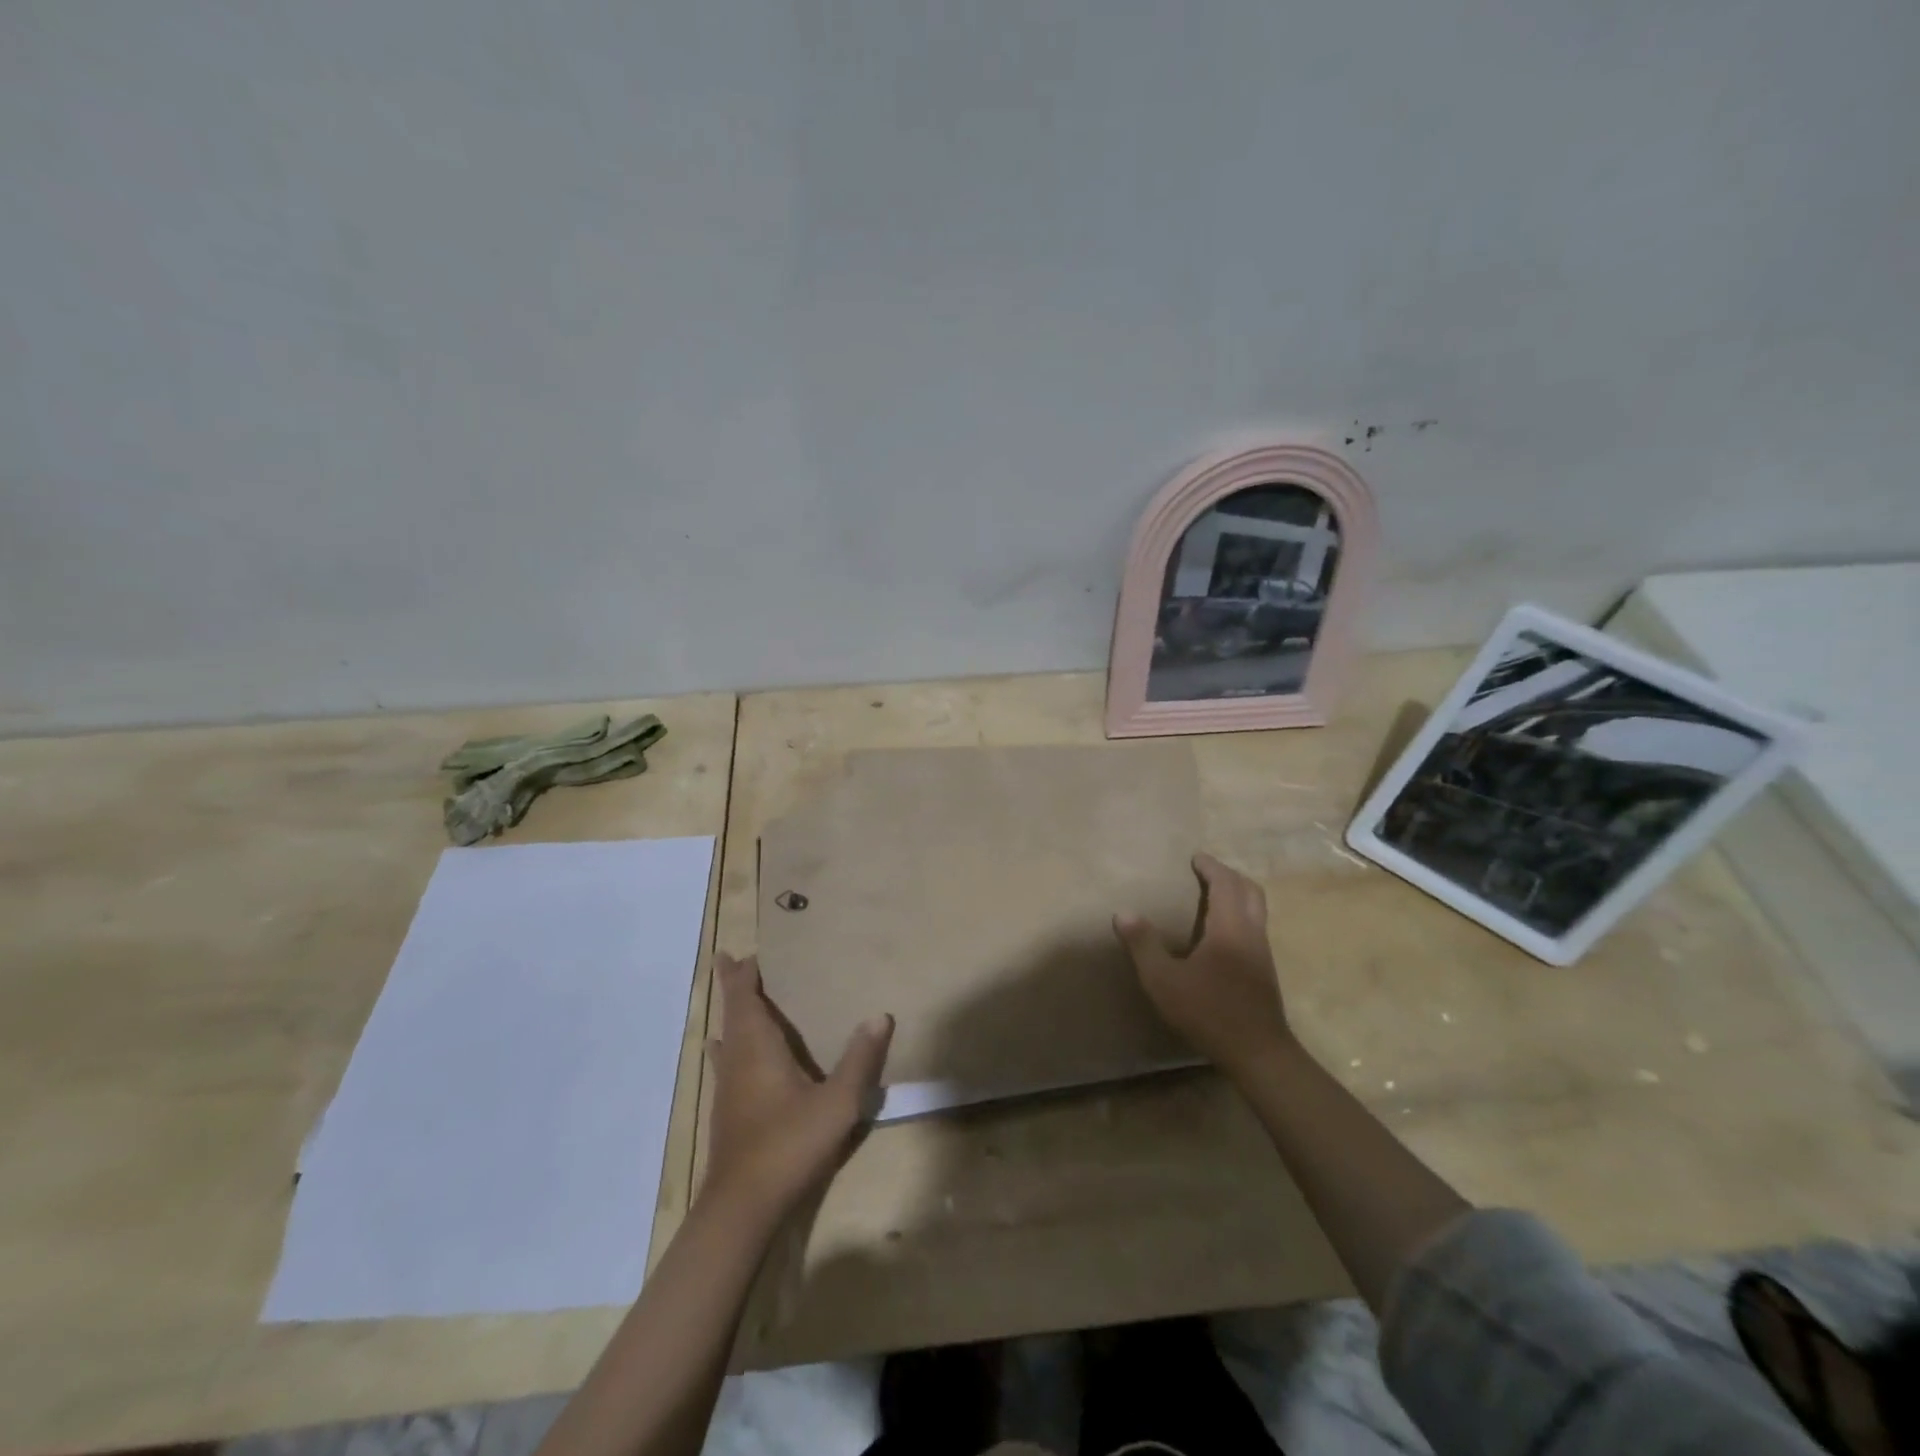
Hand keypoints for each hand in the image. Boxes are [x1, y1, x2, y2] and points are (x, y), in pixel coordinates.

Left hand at [703, 953, 892, 1214]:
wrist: (743, 1206)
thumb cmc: (789, 1144)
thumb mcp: (837, 1102)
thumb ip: (860, 1059)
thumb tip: (881, 1015)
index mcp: (757, 1047)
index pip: (745, 998)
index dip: (743, 974)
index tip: (746, 952)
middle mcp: (737, 1059)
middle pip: (731, 1012)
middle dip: (732, 986)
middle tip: (732, 961)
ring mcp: (727, 1087)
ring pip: (725, 1036)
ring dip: (730, 1014)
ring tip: (736, 999)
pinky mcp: (727, 1111)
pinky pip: (726, 1060)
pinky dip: (727, 1044)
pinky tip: (721, 1052)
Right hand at [1115, 853, 1294, 1080]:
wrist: (1258, 1053)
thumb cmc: (1209, 1012)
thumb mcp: (1163, 980)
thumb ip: (1143, 945)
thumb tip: (1123, 913)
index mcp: (1230, 927)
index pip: (1226, 884)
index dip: (1212, 867)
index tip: (1196, 858)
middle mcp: (1252, 933)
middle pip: (1250, 891)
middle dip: (1229, 876)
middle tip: (1207, 872)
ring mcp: (1263, 953)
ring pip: (1257, 910)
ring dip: (1238, 895)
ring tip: (1213, 897)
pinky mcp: (1265, 972)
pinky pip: (1256, 927)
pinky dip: (1240, 915)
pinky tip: (1222, 934)